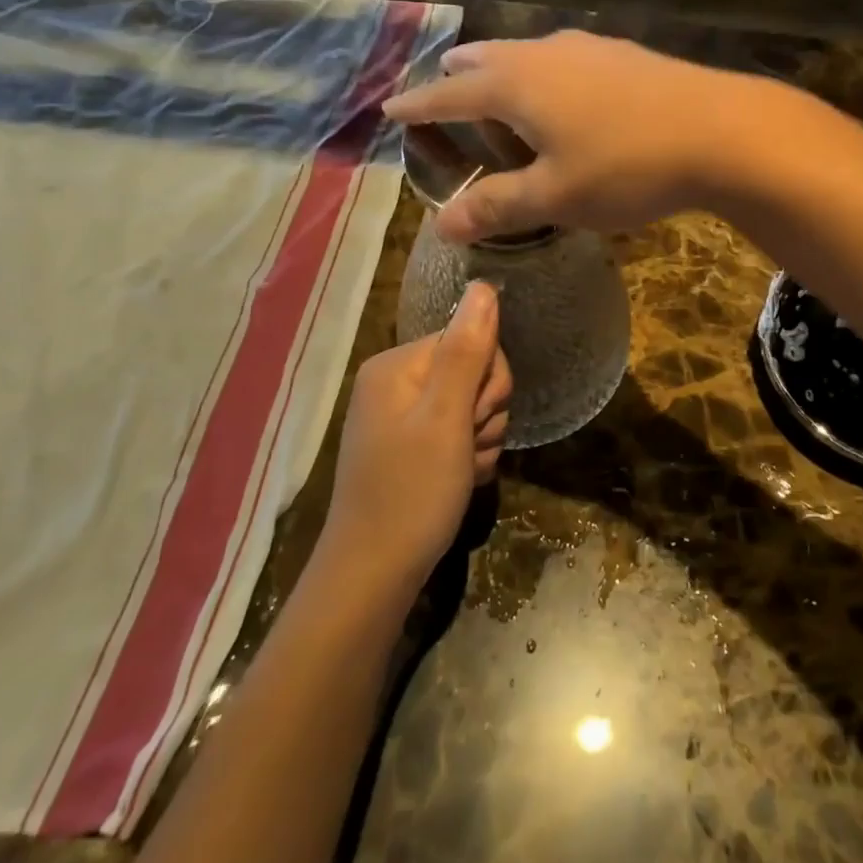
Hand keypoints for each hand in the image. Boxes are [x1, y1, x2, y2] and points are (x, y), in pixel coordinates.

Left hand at [317, 282, 511, 590]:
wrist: (374, 577)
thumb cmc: (411, 493)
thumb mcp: (447, 418)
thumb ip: (468, 349)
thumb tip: (485, 285)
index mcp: (397, 365)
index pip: (471, 339)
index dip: (488, 380)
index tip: (475, 420)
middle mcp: (396, 383)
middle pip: (474, 371)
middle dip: (485, 412)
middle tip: (467, 447)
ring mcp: (402, 417)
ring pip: (473, 406)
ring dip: (482, 439)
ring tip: (462, 471)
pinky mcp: (411, 447)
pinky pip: (460, 433)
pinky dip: (470, 457)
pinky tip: (460, 481)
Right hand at [381, 31, 770, 243]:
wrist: (721, 130)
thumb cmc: (626, 166)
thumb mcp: (555, 197)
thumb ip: (497, 206)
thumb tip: (442, 225)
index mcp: (516, 85)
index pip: (449, 94)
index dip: (417, 106)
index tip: (390, 108)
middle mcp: (545, 53)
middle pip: (486, 59)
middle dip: (460, 77)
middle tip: (444, 88)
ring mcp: (589, 47)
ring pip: (529, 53)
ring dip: (505, 71)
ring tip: (501, 90)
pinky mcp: (626, 54)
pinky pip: (566, 59)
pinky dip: (546, 75)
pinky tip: (568, 93)